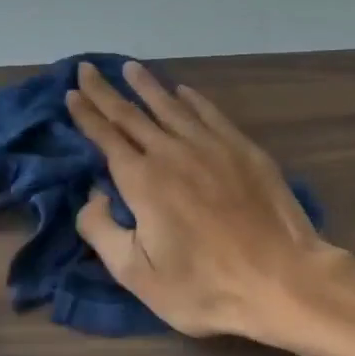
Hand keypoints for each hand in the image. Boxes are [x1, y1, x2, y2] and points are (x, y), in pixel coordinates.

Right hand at [66, 61, 333, 342]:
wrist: (283, 281)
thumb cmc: (205, 287)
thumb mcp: (137, 275)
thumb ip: (102, 231)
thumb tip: (92, 195)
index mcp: (143, 181)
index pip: (106, 137)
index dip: (86, 114)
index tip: (71, 94)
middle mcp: (173, 152)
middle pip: (132, 114)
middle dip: (106, 91)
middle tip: (87, 69)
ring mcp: (212, 147)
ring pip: (171, 106)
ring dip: (147, 86)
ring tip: (131, 68)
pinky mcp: (244, 150)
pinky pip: (210, 114)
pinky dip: (192, 99)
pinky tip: (183, 91)